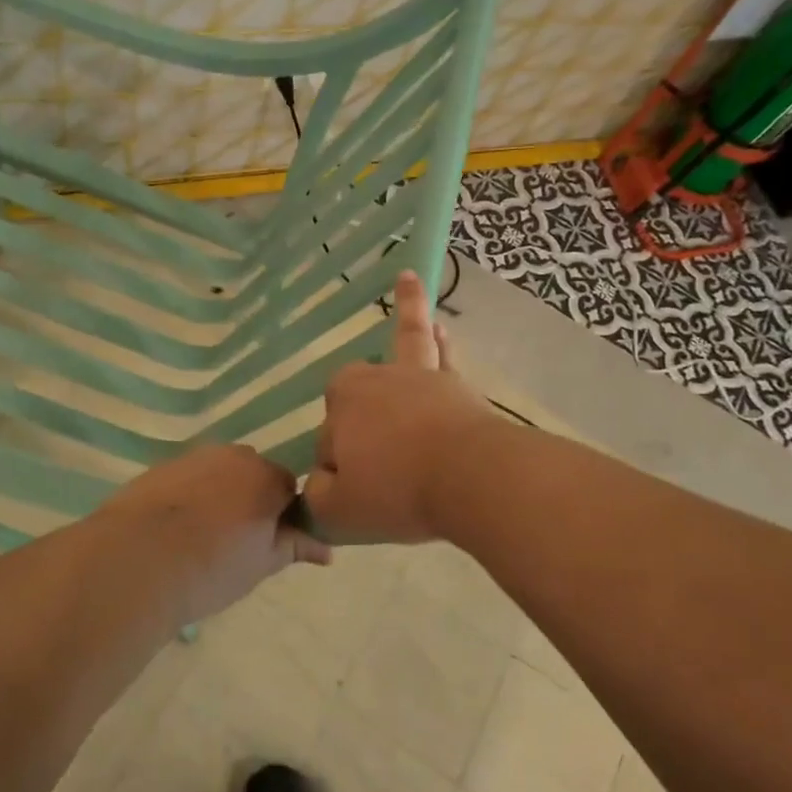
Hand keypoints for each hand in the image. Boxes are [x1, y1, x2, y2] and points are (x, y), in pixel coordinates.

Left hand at [99, 444, 330, 623]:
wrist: (137, 560)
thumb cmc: (212, 565)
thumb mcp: (262, 563)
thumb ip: (295, 547)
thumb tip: (326, 549)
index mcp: (264, 474)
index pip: (288, 488)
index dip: (282, 516)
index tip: (268, 543)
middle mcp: (231, 455)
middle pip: (252, 474)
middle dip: (251, 501)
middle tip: (237, 544)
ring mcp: (191, 457)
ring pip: (218, 474)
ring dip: (219, 496)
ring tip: (202, 538)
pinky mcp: (159, 468)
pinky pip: (187, 479)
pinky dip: (188, 497)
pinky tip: (175, 529)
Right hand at [301, 271, 502, 543]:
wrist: (472, 479)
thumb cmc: (397, 490)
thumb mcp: (338, 509)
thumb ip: (318, 495)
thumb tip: (321, 483)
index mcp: (344, 401)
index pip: (328, 438)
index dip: (337, 469)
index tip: (356, 493)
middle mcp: (377, 379)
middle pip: (358, 390)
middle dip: (356, 413)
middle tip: (375, 457)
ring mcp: (421, 379)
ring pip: (407, 343)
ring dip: (408, 313)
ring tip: (407, 281)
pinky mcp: (457, 388)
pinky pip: (442, 355)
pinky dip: (438, 337)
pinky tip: (440, 326)